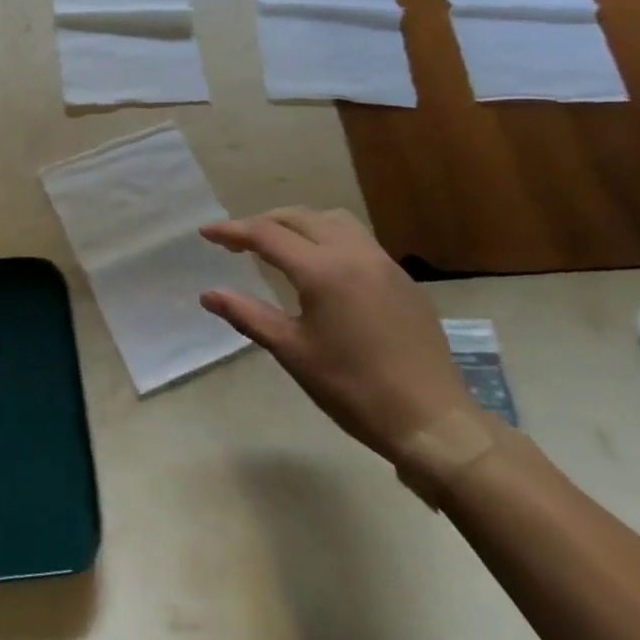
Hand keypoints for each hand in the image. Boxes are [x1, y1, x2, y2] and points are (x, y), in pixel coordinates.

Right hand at [198, 207, 475, 462]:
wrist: (433, 421)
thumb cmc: (353, 388)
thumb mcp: (292, 351)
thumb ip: (247, 315)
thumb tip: (208, 294)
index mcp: (323, 270)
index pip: (267, 234)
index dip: (232, 231)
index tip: (206, 233)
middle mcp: (354, 254)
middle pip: (299, 217)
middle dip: (263, 223)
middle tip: (237, 242)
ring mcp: (383, 264)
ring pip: (333, 220)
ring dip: (299, 224)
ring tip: (279, 246)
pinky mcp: (402, 280)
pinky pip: (357, 240)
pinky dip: (328, 238)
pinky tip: (322, 269)